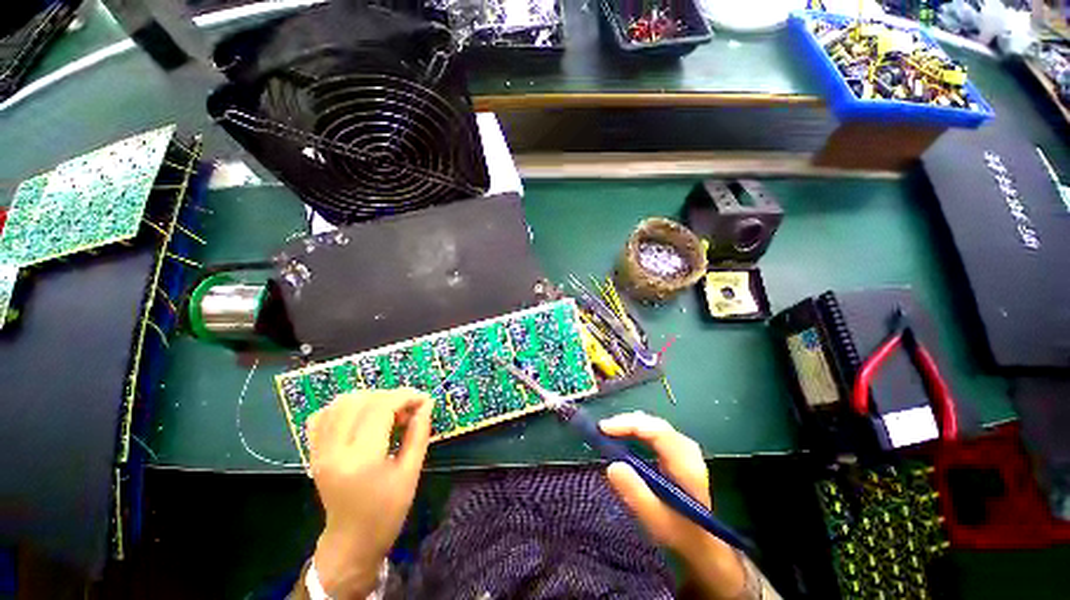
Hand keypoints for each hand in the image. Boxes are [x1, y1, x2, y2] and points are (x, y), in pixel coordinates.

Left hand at [307, 389, 432, 598]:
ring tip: (387, 412)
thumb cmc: (387, 512)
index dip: (405, 397)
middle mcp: (334, 450)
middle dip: (390, 396)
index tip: (424, 400)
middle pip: (361, 400)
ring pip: (341, 403)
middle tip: (408, 409)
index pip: (381, 408)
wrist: (351, 542)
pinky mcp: (313, 452)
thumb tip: (426, 404)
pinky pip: (324, 415)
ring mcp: (319, 451)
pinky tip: (362, 416)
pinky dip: (345, 407)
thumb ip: (419, 434)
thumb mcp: (411, 473)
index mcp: (361, 460)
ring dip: (369, 398)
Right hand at [600, 411, 745, 598]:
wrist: (702, 545)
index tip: (603, 428)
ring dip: (630, 425)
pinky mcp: (678, 452)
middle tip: (602, 429)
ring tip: (609, 431)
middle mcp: (687, 451)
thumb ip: (635, 494)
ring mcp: (684, 450)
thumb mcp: (656, 521)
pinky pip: (655, 432)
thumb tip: (612, 465)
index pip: (657, 432)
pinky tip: (624, 436)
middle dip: (626, 423)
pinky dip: (636, 430)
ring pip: (654, 425)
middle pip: (655, 424)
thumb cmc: (679, 534)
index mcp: (686, 465)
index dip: (629, 425)